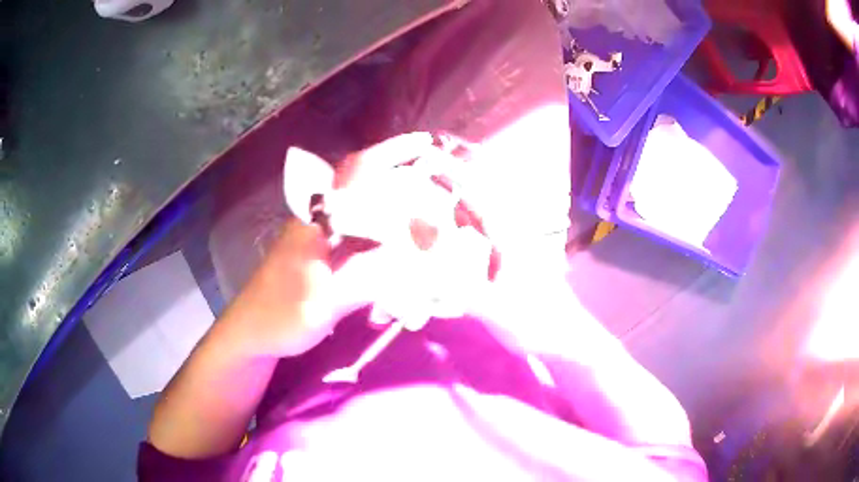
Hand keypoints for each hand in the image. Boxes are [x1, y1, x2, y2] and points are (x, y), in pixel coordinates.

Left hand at [218, 133, 453, 355]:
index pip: (355, 172)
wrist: (250, 331)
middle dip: (400, 179)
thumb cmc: (279, 316)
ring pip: (362, 211)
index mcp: (315, 221)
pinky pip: (357, 235)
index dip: (389, 152)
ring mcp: (319, 237)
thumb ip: (365, 279)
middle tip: (437, 188)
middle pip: (363, 186)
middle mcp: (319, 219)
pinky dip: (381, 236)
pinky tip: (398, 252)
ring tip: (427, 220)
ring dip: (393, 209)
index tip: (423, 143)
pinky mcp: (321, 254)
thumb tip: (412, 262)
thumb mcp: (323, 302)